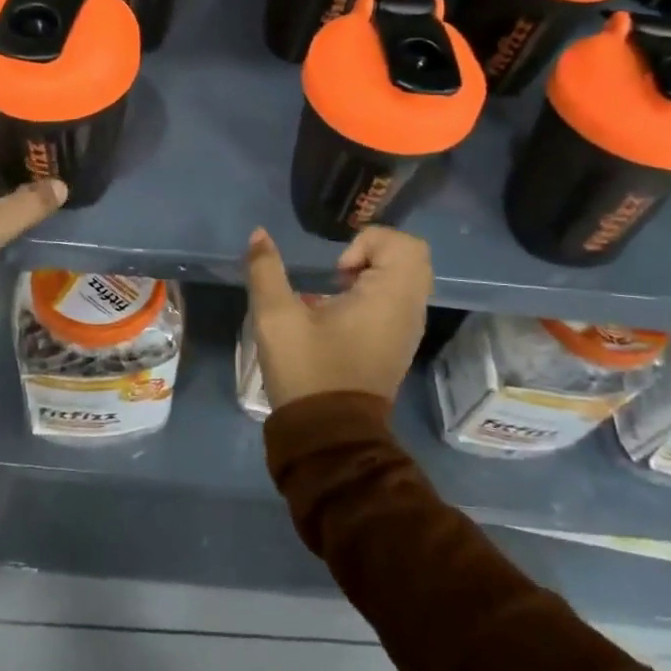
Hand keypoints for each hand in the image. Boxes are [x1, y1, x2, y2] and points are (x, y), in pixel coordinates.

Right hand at [244, 226, 432, 411]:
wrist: (329, 437)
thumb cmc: (308, 371)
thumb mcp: (276, 318)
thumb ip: (266, 270)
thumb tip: (259, 234)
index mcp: (391, 298)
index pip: (403, 244)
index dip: (367, 243)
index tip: (336, 270)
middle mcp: (410, 311)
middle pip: (410, 258)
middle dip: (372, 254)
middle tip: (338, 274)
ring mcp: (407, 331)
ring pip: (405, 281)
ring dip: (372, 275)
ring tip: (334, 293)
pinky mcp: (398, 346)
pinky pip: (398, 302)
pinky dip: (375, 296)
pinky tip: (338, 316)